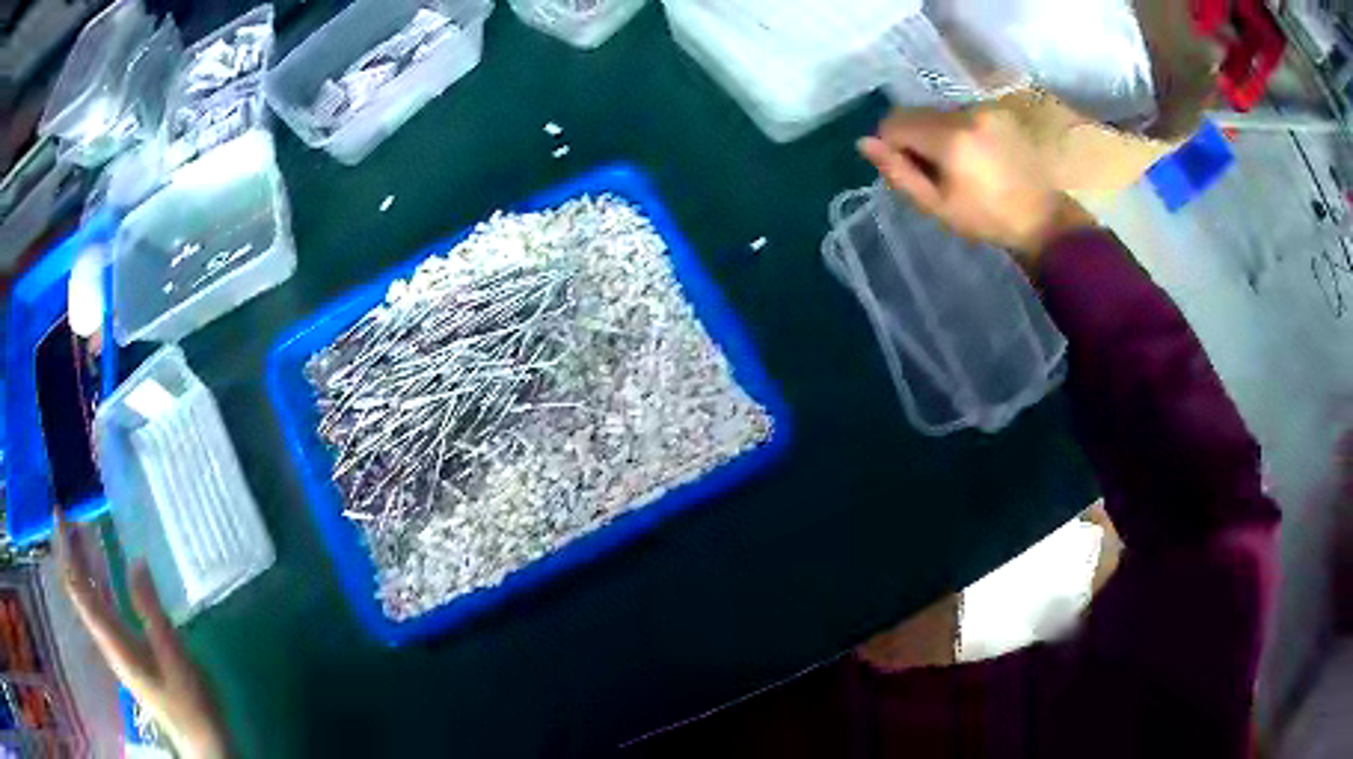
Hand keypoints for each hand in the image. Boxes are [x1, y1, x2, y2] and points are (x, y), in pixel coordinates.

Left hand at [55, 513, 230, 758]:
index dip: (66, 550)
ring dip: (82, 562)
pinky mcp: (126, 646)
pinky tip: (105, 565)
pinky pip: (103, 605)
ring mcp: (116, 643)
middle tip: (67, 512)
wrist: (201, 741)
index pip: (78, 588)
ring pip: (89, 596)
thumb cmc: (189, 703)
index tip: (61, 515)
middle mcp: (106, 638)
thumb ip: (151, 611)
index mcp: (112, 639)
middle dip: (69, 550)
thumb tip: (135, 562)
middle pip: (78, 589)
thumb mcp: (173, 657)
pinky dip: (99, 579)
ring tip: (82, 527)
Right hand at [858, 104, 1094, 261]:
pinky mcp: (998, 110)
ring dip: (936, 133)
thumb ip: (899, 173)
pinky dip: (958, 130)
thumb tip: (864, 143)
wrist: (1044, 218)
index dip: (891, 145)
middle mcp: (965, 113)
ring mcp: (985, 108)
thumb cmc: (988, 219)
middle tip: (935, 171)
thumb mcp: (938, 206)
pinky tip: (976, 156)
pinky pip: (961, 113)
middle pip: (916, 112)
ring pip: (938, 112)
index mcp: (950, 138)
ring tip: (959, 166)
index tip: (909, 170)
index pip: (895, 122)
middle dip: (914, 137)